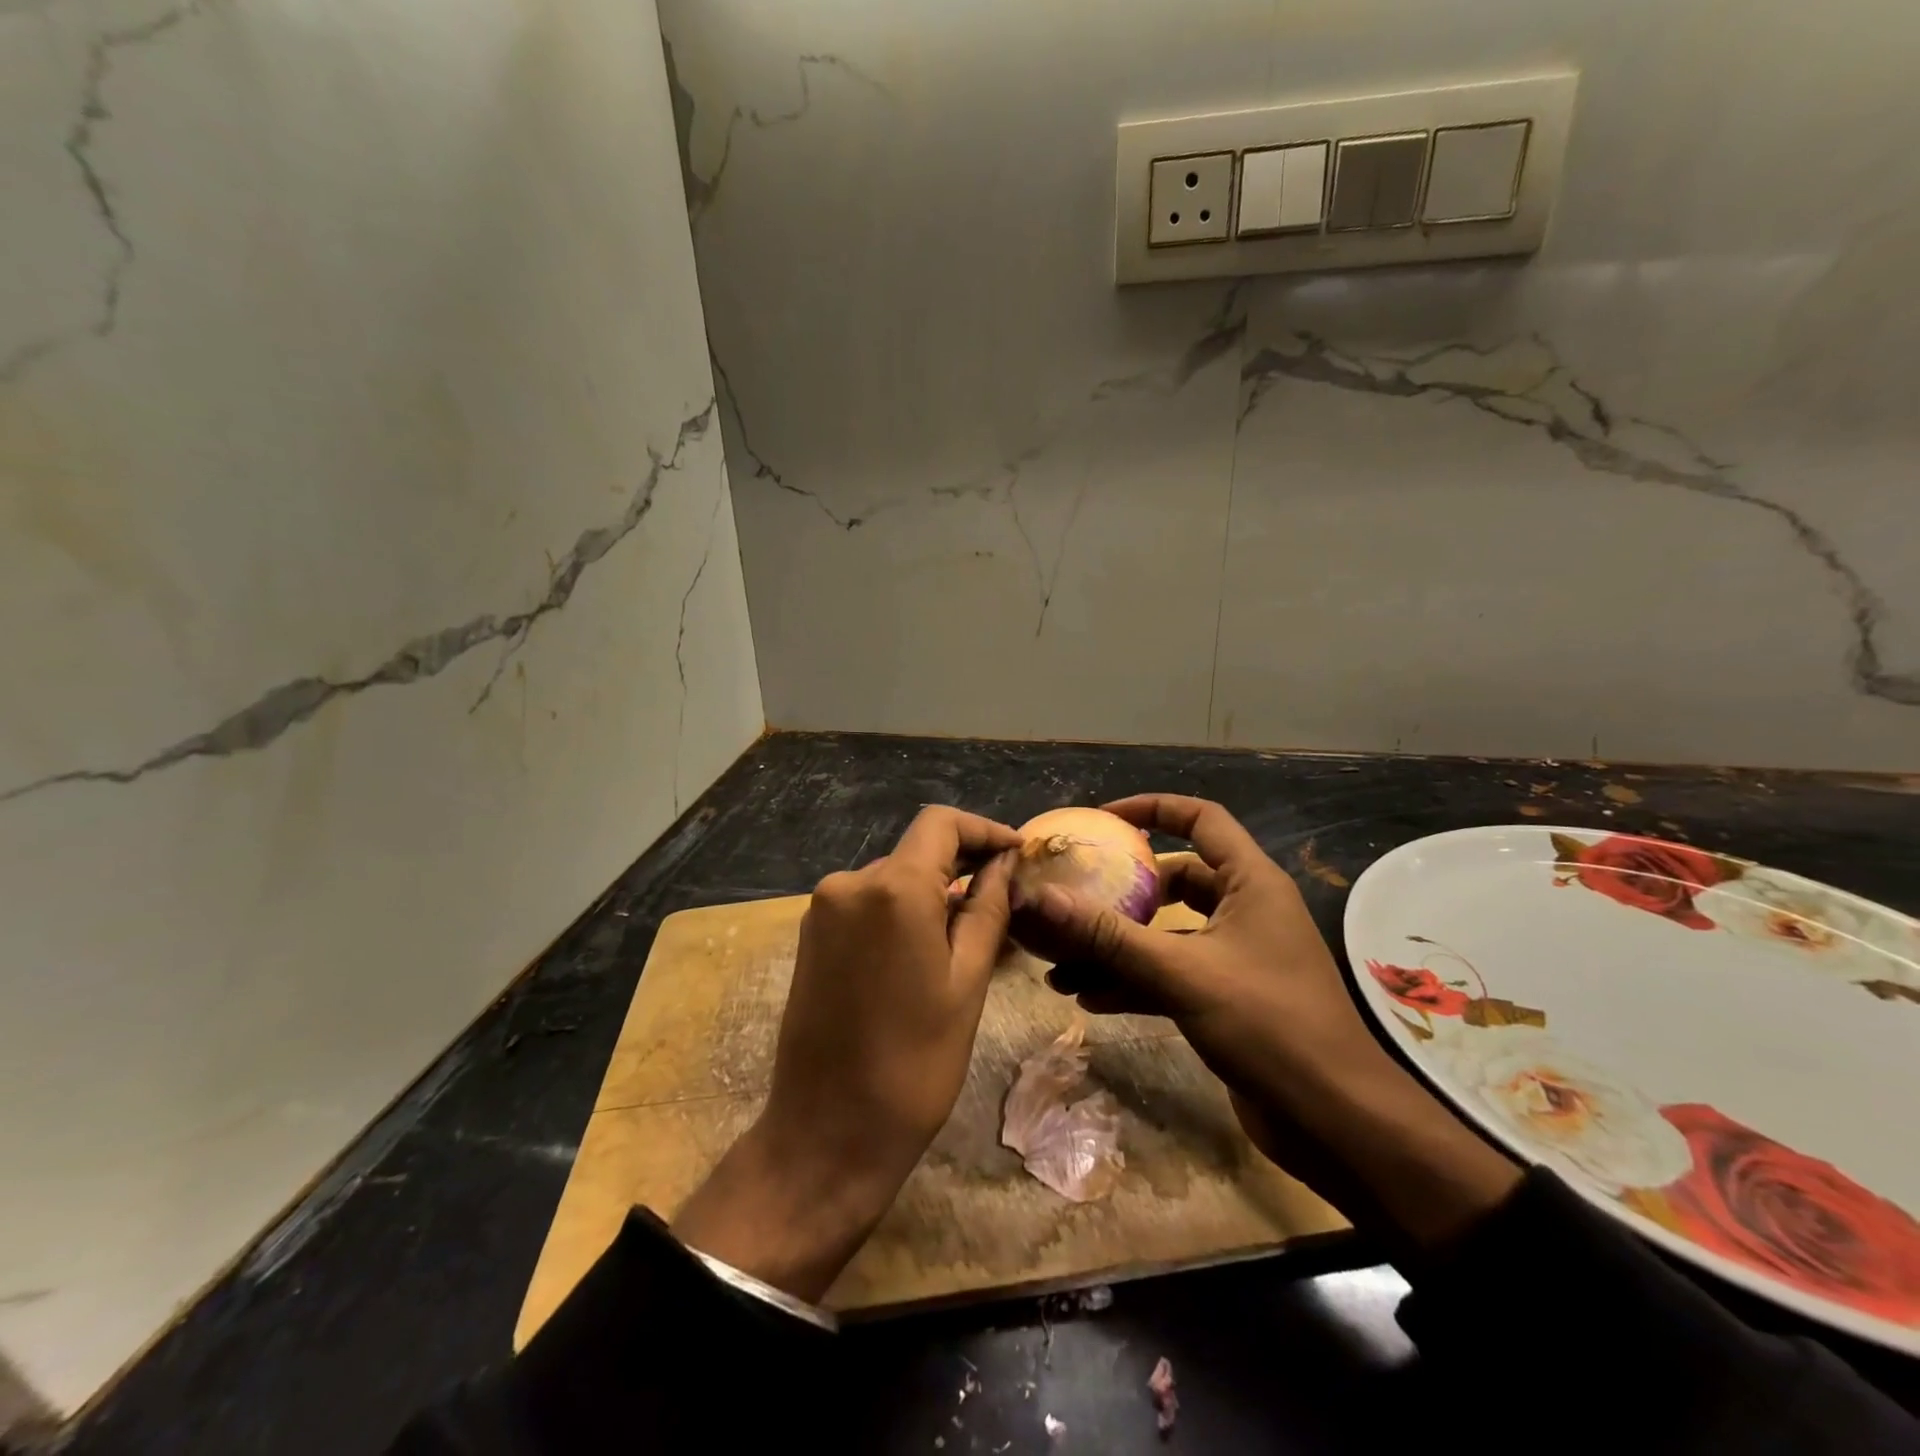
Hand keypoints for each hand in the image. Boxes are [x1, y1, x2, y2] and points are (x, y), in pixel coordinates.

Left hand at [672, 807, 1020, 1299]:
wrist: (826, 1134)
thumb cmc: (914, 1064)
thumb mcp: (967, 982)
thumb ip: (987, 908)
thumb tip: (1004, 863)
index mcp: (892, 889)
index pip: (941, 823)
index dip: (983, 830)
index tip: (1017, 852)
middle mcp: (849, 883)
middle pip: (917, 851)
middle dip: (963, 865)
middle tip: (1007, 898)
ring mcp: (823, 909)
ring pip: (894, 880)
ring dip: (934, 894)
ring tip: (975, 933)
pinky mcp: (811, 936)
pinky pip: (869, 906)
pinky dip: (903, 913)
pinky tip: (929, 949)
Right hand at [1017, 795, 1519, 1254]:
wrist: (1337, 1123)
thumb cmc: (1269, 1026)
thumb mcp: (1182, 973)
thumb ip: (1109, 936)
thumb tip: (1039, 901)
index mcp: (1251, 883)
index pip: (1201, 819)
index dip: (1152, 808)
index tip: (1102, 820)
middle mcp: (1246, 911)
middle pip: (1175, 880)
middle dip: (1122, 893)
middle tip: (1073, 898)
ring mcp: (1238, 957)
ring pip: (1167, 933)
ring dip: (1119, 946)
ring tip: (1061, 962)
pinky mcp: (1228, 999)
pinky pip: (1172, 975)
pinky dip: (1134, 981)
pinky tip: (1088, 998)